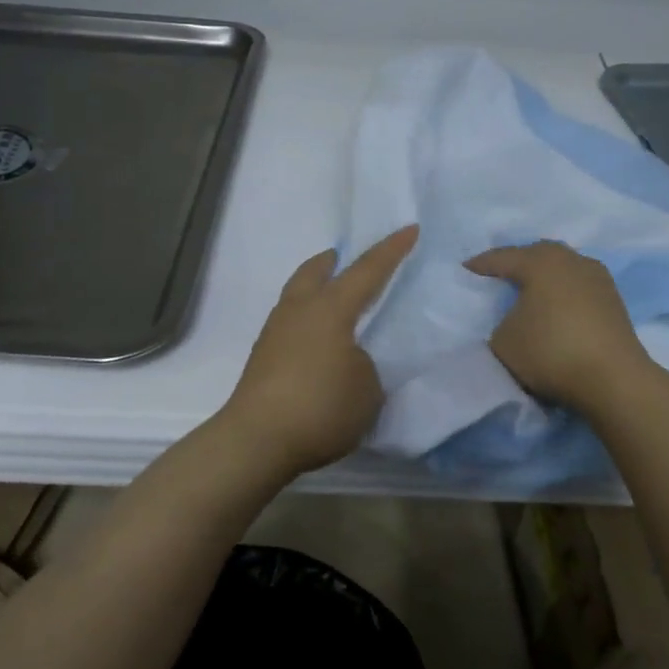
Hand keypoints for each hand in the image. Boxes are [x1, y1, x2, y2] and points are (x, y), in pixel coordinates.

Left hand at [220, 225, 419, 475]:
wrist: (258, 439)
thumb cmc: (322, 407)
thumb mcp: (367, 389)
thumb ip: (365, 365)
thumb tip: (348, 360)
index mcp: (330, 308)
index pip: (367, 270)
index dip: (391, 250)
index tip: (409, 229)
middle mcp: (299, 310)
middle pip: (314, 270)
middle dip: (334, 260)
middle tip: (348, 259)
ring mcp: (275, 332)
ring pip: (296, 294)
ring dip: (316, 287)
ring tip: (334, 301)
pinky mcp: (262, 357)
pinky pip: (289, 321)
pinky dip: (306, 317)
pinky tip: (317, 338)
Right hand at [465, 240, 654, 410]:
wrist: (614, 379)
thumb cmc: (550, 351)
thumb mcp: (503, 341)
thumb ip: (501, 323)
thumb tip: (515, 321)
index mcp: (540, 262)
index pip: (503, 258)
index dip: (481, 265)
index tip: (465, 269)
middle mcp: (571, 260)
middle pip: (538, 254)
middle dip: (517, 262)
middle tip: (498, 275)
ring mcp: (598, 278)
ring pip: (563, 268)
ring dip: (545, 277)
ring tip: (529, 291)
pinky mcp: (614, 300)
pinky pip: (578, 286)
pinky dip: (563, 292)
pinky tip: (556, 307)